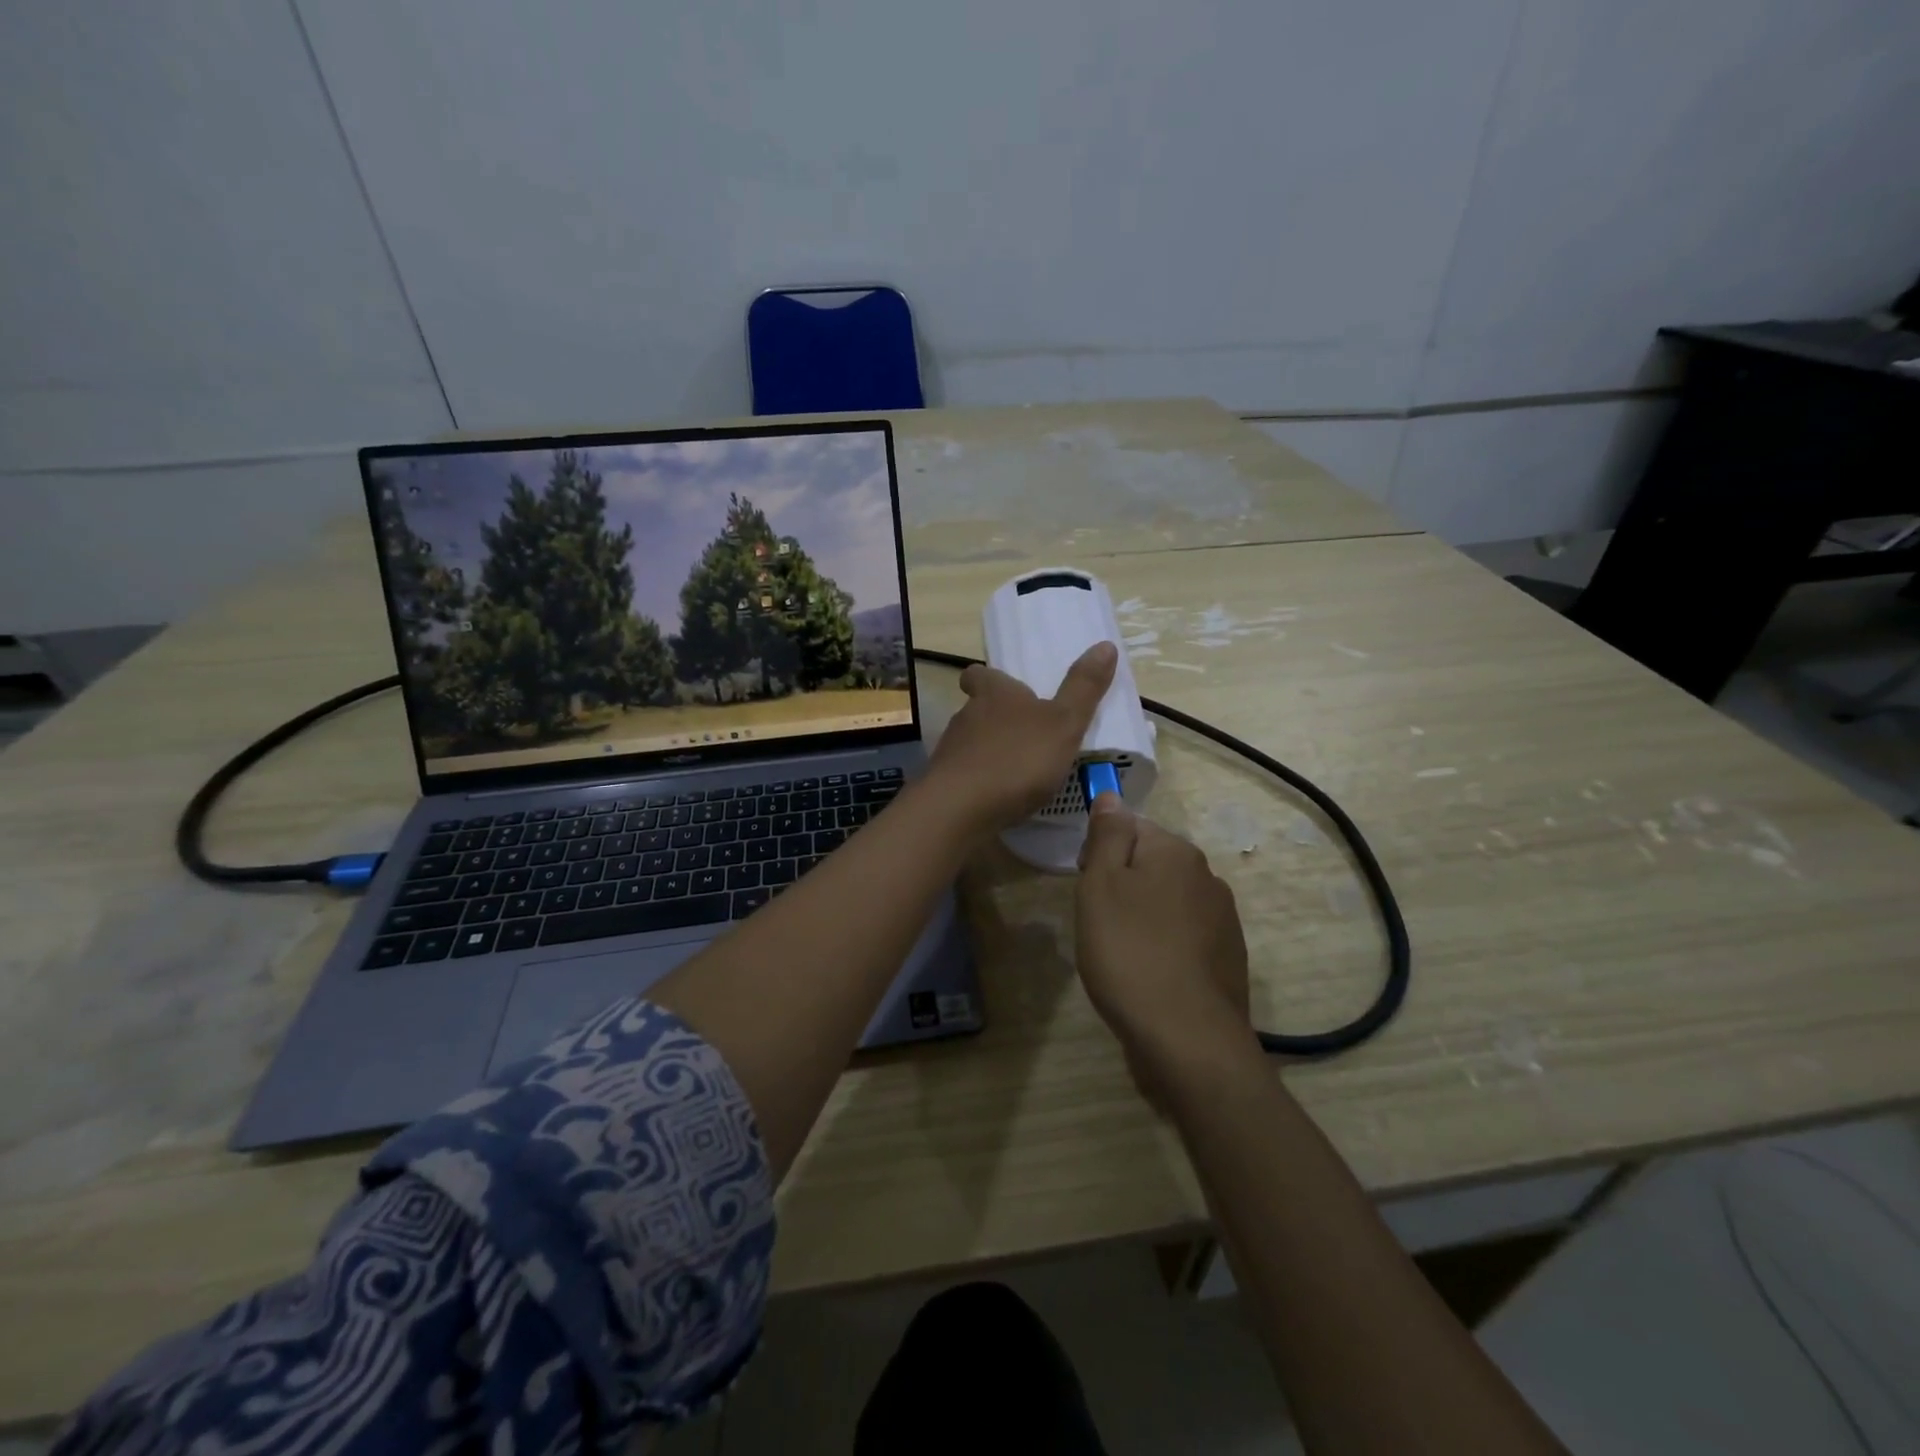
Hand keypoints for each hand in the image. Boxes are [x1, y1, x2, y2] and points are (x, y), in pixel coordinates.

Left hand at [928, 641, 1116, 833]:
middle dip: (997, 719)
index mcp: (994, 694)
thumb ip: (1083, 688)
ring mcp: (951, 751)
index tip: (1002, 687)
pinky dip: (981, 782)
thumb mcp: (1063, 723)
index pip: (980, 675)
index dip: (988, 678)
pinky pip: (965, 776)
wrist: (960, 809)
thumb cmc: (1017, 758)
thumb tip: (1105, 645)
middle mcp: (966, 716)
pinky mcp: (944, 784)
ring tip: (1018, 770)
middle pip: (977, 709)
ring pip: (971, 743)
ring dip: (990, 752)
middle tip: (1025, 733)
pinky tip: (999, 798)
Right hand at [1075, 794, 1251, 1087]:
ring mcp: (1224, 920)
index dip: (1101, 853)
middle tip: (1099, 924)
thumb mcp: (1101, 885)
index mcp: (1177, 852)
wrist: (1186, 1038)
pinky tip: (1149, 975)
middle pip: (1152, 864)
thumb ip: (1108, 836)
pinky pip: (1185, 936)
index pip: (1131, 828)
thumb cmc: (1129, 953)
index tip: (1087, 888)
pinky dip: (1164, 946)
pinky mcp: (1229, 958)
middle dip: (1123, 885)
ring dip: (1144, 917)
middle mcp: (1208, 877)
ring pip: (1168, 902)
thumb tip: (1112, 796)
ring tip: (1122, 954)